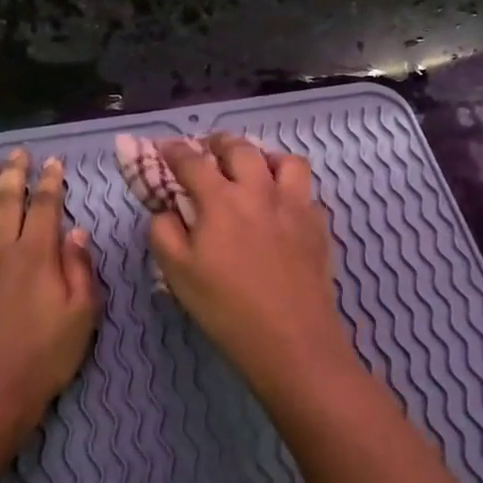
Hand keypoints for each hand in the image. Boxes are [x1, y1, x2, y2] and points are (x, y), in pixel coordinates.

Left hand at [0, 149, 99, 432]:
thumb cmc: (45, 357)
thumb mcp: (82, 316)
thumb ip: (80, 269)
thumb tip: (76, 232)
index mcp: (35, 256)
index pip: (44, 207)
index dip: (50, 182)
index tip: (53, 162)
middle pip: (4, 203)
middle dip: (12, 174)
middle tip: (16, 153)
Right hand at [148, 136, 355, 393]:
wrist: (291, 340)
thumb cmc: (226, 308)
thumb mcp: (177, 274)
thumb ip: (164, 232)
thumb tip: (166, 210)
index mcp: (220, 200)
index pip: (192, 161)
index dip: (173, 150)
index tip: (164, 148)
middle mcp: (260, 191)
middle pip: (241, 148)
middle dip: (219, 142)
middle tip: (209, 150)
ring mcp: (295, 205)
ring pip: (285, 160)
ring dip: (264, 156)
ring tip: (254, 169)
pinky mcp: (318, 225)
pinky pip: (306, 191)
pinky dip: (290, 188)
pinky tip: (282, 206)